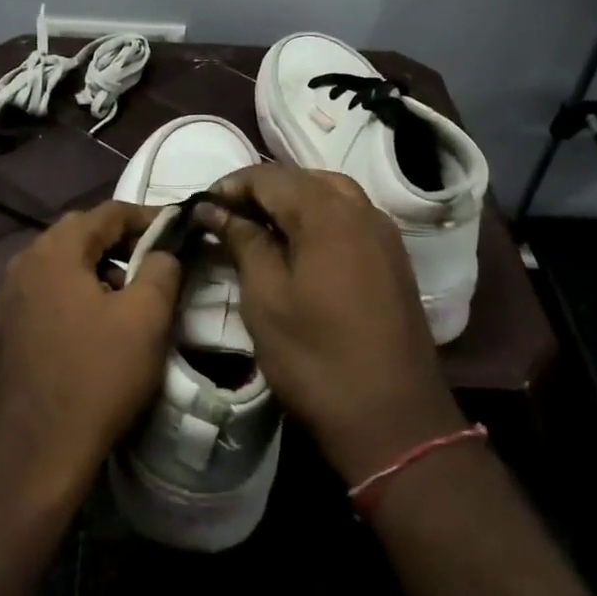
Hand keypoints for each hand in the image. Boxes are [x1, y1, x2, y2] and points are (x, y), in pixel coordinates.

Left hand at [0, 201, 181, 506]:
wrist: (35, 453)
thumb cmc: (97, 377)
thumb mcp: (146, 318)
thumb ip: (162, 270)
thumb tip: (163, 252)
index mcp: (54, 253)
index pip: (106, 213)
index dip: (145, 217)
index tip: (176, 228)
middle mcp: (22, 266)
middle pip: (77, 235)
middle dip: (119, 242)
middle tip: (154, 260)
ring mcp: (6, 301)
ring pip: (59, 267)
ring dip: (94, 270)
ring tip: (126, 296)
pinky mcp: (1, 333)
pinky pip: (44, 296)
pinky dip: (72, 296)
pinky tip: (92, 326)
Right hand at [198, 165, 463, 484]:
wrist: (393, 419)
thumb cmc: (316, 358)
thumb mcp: (265, 298)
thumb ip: (242, 241)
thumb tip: (214, 209)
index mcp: (327, 213)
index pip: (269, 177)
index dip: (231, 186)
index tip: (202, 210)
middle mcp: (362, 210)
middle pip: (302, 179)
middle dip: (261, 191)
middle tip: (227, 219)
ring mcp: (384, 233)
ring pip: (330, 193)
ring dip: (291, 202)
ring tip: (259, 229)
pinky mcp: (394, 257)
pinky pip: (350, 217)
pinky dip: (318, 218)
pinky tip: (299, 246)